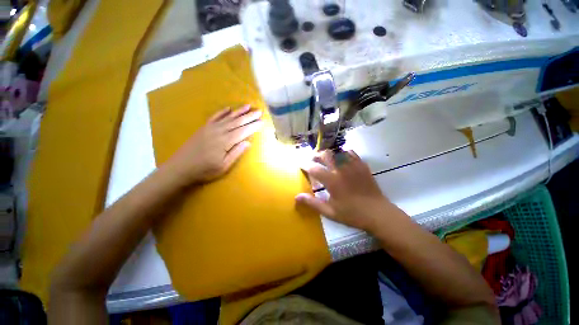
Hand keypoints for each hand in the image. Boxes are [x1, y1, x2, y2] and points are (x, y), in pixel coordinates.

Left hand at [166, 105, 262, 185]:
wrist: (180, 167)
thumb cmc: (204, 169)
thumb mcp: (224, 166)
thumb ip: (236, 153)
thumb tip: (248, 142)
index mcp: (226, 141)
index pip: (243, 131)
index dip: (253, 126)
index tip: (262, 121)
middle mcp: (219, 131)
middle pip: (237, 122)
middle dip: (249, 116)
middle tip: (259, 111)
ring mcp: (210, 128)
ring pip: (228, 117)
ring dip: (239, 111)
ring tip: (248, 106)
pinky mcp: (204, 128)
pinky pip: (215, 117)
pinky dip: (222, 112)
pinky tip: (228, 108)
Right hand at [296, 150, 400, 232]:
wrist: (378, 213)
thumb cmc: (352, 214)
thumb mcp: (330, 211)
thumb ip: (312, 203)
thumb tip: (296, 197)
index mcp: (332, 181)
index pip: (314, 168)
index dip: (305, 165)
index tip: (301, 165)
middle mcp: (341, 169)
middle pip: (325, 154)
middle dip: (316, 155)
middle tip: (312, 160)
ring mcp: (353, 166)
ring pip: (337, 151)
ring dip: (328, 153)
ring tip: (325, 158)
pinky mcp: (362, 165)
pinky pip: (350, 153)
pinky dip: (342, 153)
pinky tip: (341, 159)